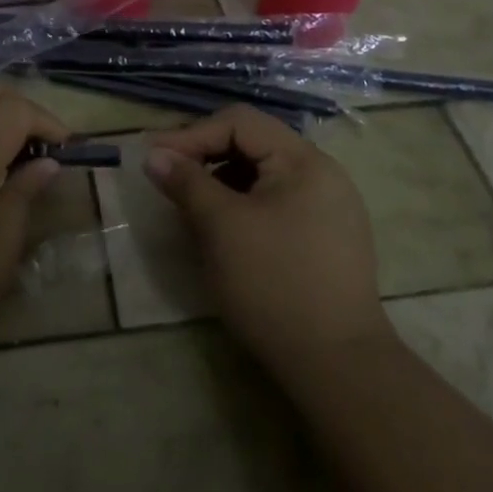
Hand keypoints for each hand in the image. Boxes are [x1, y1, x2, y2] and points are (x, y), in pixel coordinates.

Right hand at [145, 105, 392, 374]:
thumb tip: (154, 155)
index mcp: (303, 160)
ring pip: (263, 175)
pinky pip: (278, 202)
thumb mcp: (220, 227)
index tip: (155, 160)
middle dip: (207, 157)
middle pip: (253, 144)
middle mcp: (323, 174)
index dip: (192, 135)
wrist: (338, 368)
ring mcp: (330, 208)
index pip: (239, 123)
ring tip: (192, 208)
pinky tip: (224, 231)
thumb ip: (186, 182)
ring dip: (223, 182)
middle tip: (170, 180)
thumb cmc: (274, 285)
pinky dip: (244, 205)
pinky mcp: (328, 239)